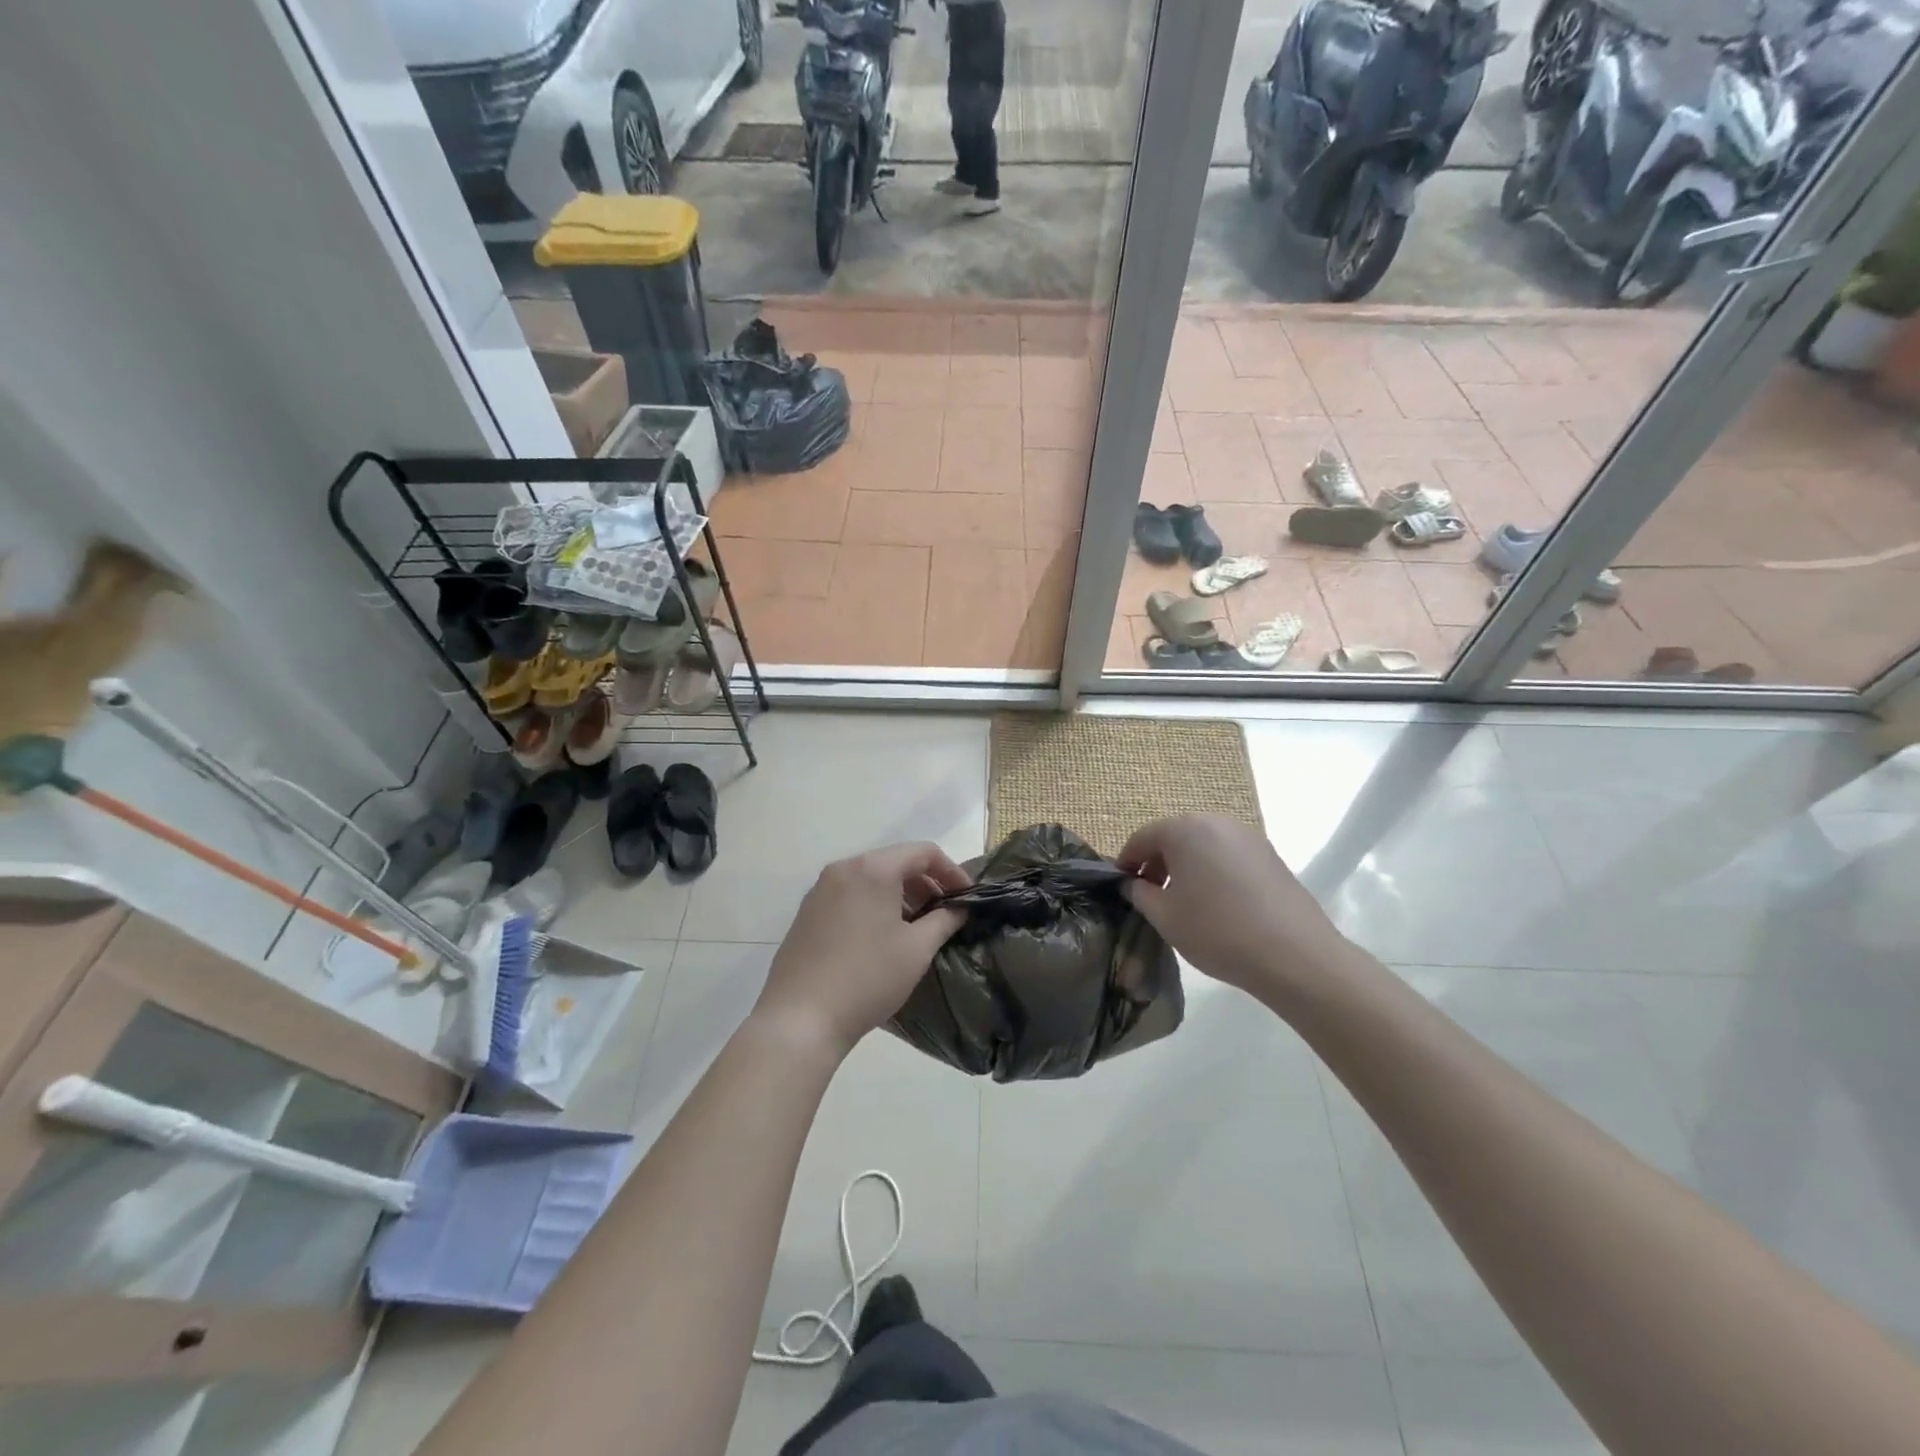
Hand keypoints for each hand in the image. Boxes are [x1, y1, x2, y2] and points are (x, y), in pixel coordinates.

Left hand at [754, 842, 970, 1059]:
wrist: (800, 1018)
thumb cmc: (867, 978)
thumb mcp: (917, 950)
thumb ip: (945, 920)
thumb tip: (959, 908)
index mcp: (873, 869)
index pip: (923, 852)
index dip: (951, 871)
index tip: (967, 898)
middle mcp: (843, 869)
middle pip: (895, 862)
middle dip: (926, 884)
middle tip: (945, 914)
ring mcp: (820, 890)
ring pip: (871, 879)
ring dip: (900, 895)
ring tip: (916, 928)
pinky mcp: (807, 912)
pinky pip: (850, 895)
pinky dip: (874, 905)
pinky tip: (881, 938)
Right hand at [1118, 815, 1345, 1002]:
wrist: (1295, 956)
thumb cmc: (1217, 931)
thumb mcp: (1165, 916)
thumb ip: (1139, 894)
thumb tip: (1132, 883)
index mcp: (1185, 830)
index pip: (1143, 838)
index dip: (1126, 862)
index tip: (1120, 886)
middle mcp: (1217, 822)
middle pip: (1175, 837)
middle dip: (1157, 863)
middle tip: (1150, 895)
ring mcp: (1248, 837)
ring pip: (1203, 846)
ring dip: (1186, 867)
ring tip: (1183, 902)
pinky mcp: (1270, 856)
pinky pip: (1228, 856)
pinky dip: (1213, 872)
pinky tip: (1216, 904)